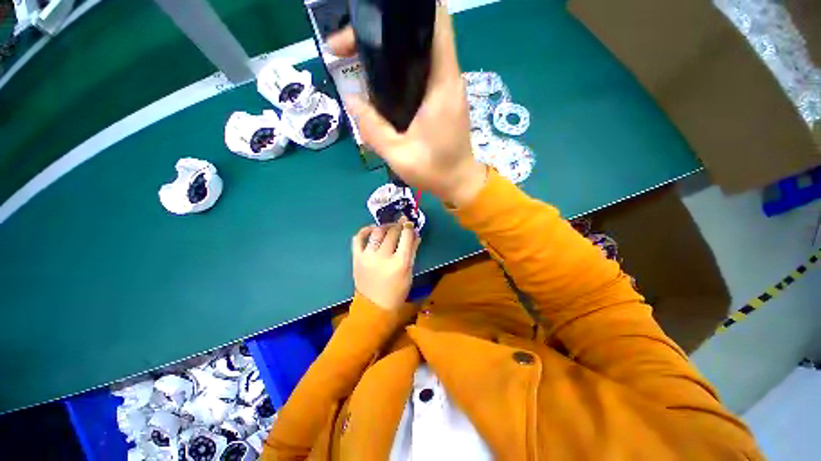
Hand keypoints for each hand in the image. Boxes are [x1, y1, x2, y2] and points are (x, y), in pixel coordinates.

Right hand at [327, 6, 486, 206]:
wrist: (459, 183)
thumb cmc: (435, 172)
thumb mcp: (399, 155)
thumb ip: (373, 128)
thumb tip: (350, 99)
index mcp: (442, 85)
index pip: (435, 23)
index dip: (407, 11)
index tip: (373, 20)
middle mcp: (449, 78)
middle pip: (420, 34)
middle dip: (383, 32)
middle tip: (349, 46)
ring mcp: (448, 88)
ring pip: (419, 51)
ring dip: (389, 49)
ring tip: (357, 59)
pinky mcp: (444, 98)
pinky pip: (422, 70)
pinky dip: (399, 67)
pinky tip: (379, 80)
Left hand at [351, 223, 419, 310]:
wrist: (374, 306)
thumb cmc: (397, 291)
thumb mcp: (409, 273)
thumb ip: (412, 252)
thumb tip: (415, 234)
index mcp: (399, 263)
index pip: (405, 237)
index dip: (408, 226)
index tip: (409, 221)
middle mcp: (383, 257)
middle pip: (392, 233)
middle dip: (398, 225)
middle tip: (401, 223)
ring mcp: (367, 256)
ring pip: (377, 232)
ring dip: (384, 226)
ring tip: (389, 227)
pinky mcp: (356, 258)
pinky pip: (358, 238)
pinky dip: (365, 230)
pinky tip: (372, 229)